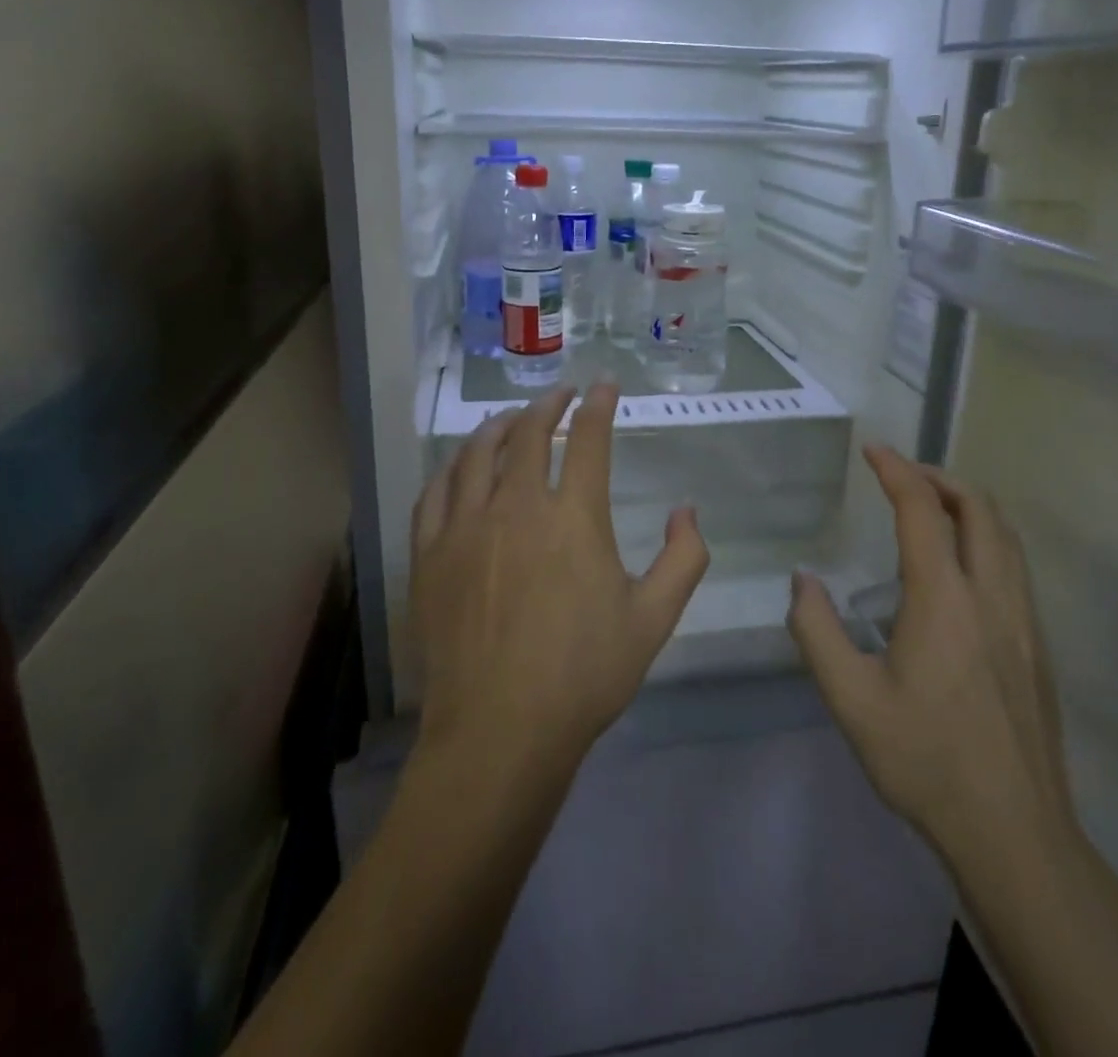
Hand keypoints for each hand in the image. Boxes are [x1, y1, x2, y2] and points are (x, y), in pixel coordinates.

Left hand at [409, 383, 711, 776]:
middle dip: (548, 405)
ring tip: (512, 417)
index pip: (588, 440)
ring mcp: (465, 527)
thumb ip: (684, 558)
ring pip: (477, 454)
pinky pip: (435, 492)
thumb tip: (687, 511)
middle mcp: (516, 507)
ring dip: (498, 426)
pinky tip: (460, 466)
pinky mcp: (430, 553)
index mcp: (573, 518)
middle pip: (528, 434)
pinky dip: (452, 468)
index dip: (598, 406)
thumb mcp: (654, 619)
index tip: (604, 386)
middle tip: (561, 395)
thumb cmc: (584, 675)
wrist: (500, 730)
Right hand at [788, 445, 1073, 891]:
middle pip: (979, 508)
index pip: (922, 510)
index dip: (897, 471)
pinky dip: (986, 538)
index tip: (873, 450)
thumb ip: (817, 631)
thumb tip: (803, 581)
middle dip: (939, 477)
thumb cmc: (925, 760)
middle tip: (901, 474)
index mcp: (944, 600)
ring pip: (1006, 536)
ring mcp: (1023, 621)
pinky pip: (1014, 566)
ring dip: (968, 505)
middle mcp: (991, 596)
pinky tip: (958, 569)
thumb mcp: (850, 699)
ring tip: (930, 508)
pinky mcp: (1038, 647)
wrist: (1014, 832)